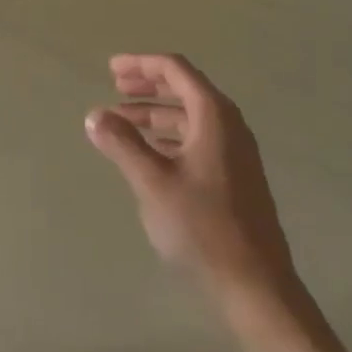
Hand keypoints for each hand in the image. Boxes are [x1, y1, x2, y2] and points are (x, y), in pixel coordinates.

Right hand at [86, 53, 295, 301]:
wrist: (257, 286)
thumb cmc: (204, 227)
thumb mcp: (154, 183)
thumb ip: (123, 144)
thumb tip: (95, 115)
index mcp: (213, 114)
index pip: (175, 69)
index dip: (141, 64)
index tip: (111, 69)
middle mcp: (228, 124)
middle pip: (184, 88)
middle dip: (148, 85)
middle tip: (115, 88)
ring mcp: (235, 151)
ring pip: (190, 116)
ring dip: (156, 113)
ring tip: (123, 123)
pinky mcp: (235, 176)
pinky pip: (197, 138)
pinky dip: (170, 135)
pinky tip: (150, 152)